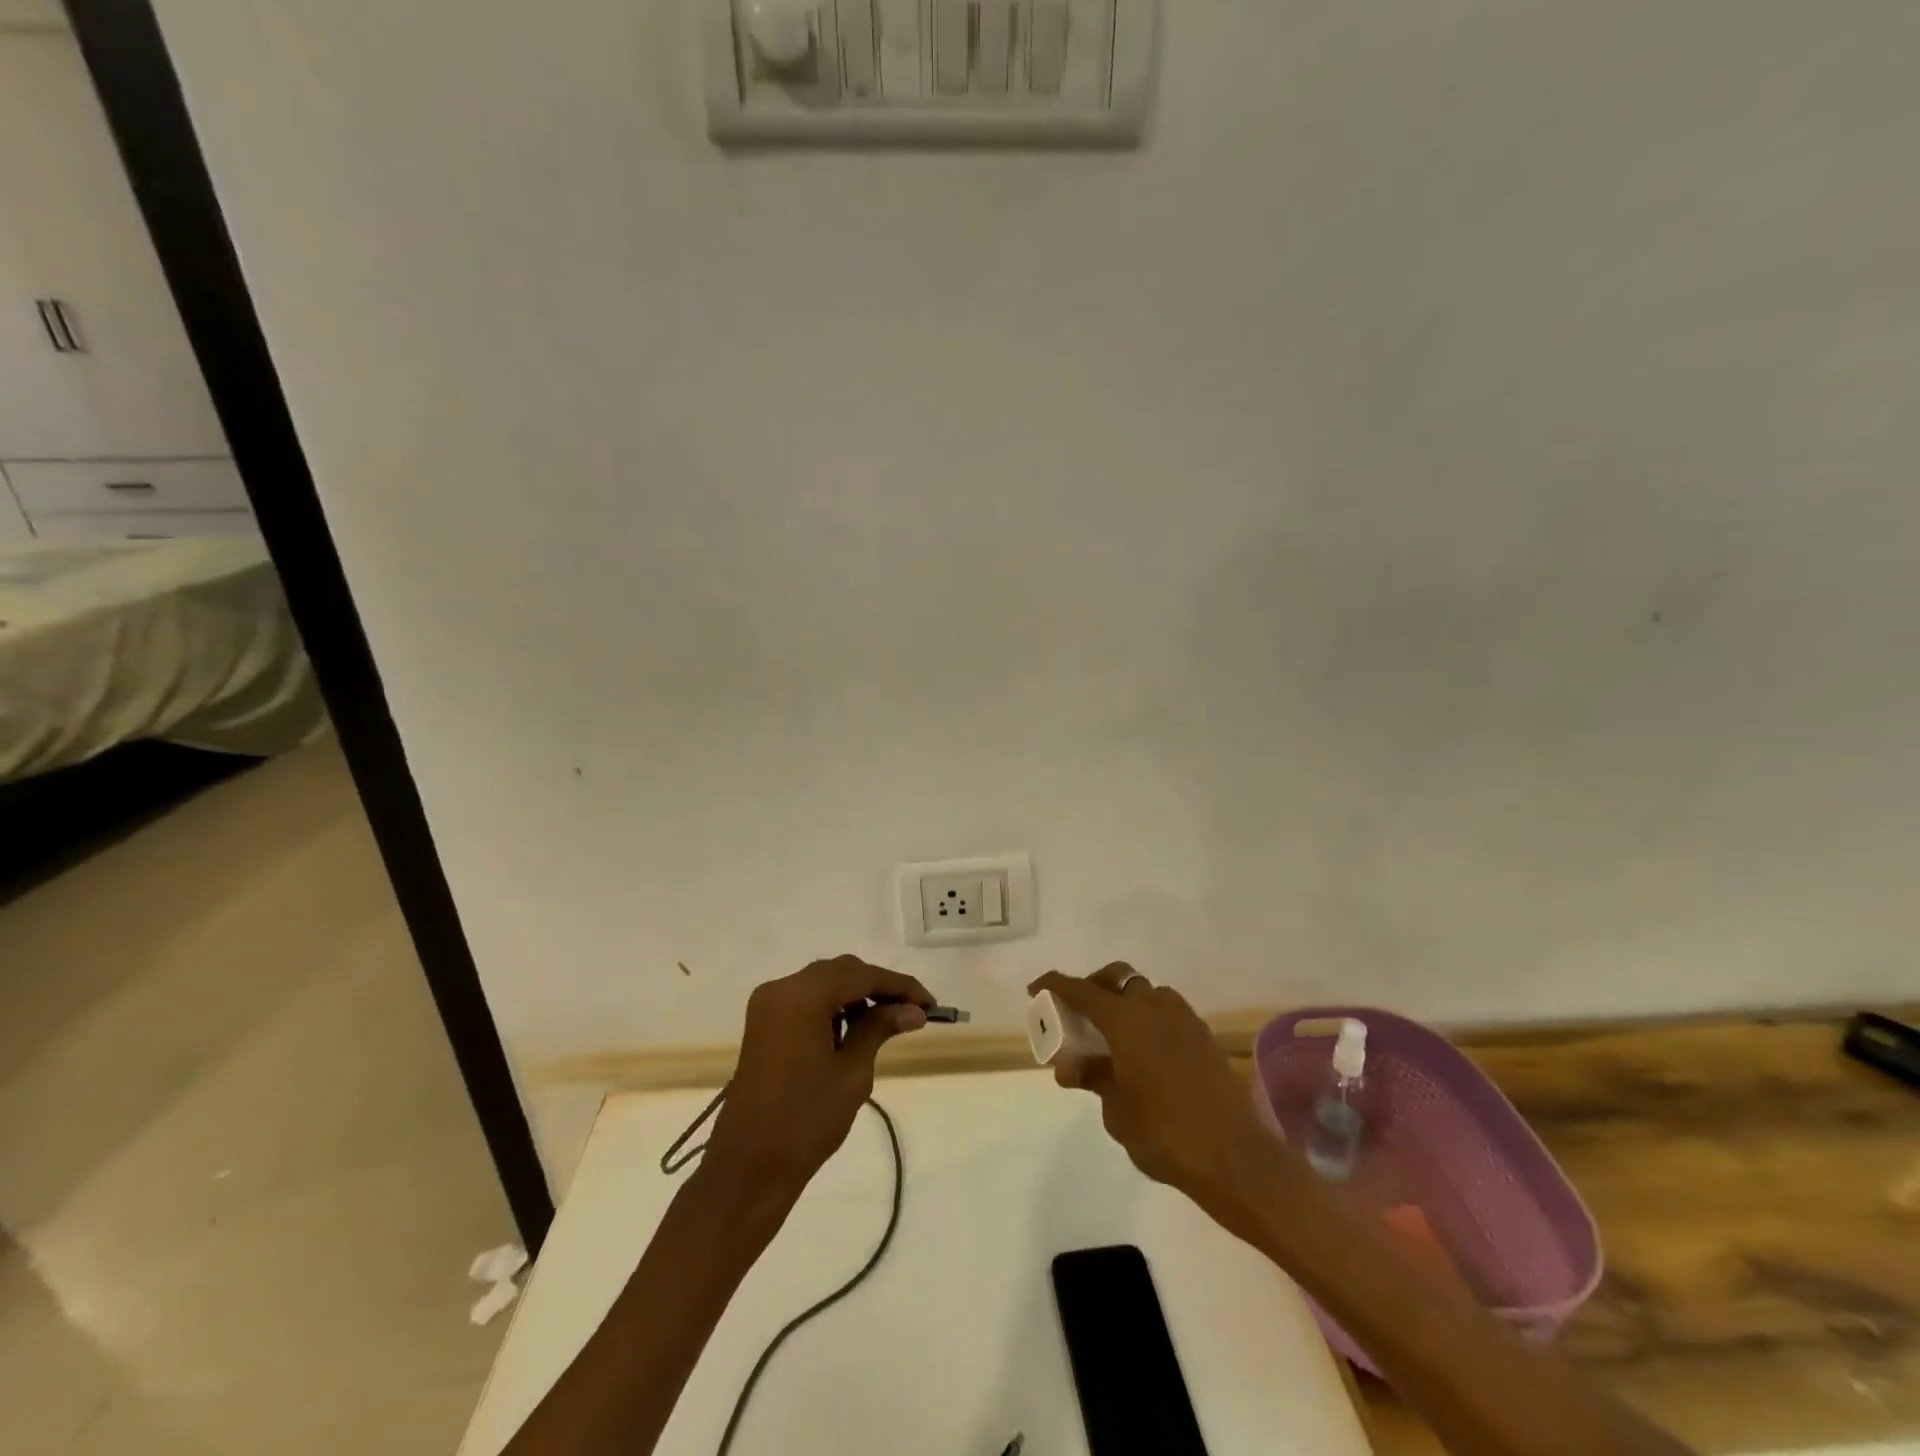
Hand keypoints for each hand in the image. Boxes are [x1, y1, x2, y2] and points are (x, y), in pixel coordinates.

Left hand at [701, 956, 932, 1215]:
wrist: (748, 1168)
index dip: (900, 986)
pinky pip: (805, 1001)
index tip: (931, 1003)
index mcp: (802, 995)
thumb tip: (913, 1009)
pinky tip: (854, 1030)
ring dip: (856, 997)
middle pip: (840, 972)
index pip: (862, 975)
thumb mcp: (852, 1072)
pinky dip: (832, 1008)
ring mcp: (768, 1005)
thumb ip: (880, 1029)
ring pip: (823, 984)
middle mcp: (781, 989)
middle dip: (878, 988)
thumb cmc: (806, 1121)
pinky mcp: (763, 1024)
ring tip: (887, 1023)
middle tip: (913, 1011)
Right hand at [1030, 965, 1285, 1231]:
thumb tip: (1070, 1065)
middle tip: (1079, 1011)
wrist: (1235, 1157)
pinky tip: (1145, 1052)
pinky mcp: (1204, 1037)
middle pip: (1118, 978)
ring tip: (1113, 1035)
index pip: (1081, 990)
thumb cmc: (1164, 1133)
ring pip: (1147, 993)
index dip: (1055, 984)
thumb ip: (1093, 1077)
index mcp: (1126, 1020)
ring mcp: (1184, 1019)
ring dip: (1126, 1002)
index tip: (1036, 988)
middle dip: (1095, 986)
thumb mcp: (1116, 1110)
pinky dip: (1149, 1019)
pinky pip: (1168, 1013)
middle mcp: (1155, 1007)